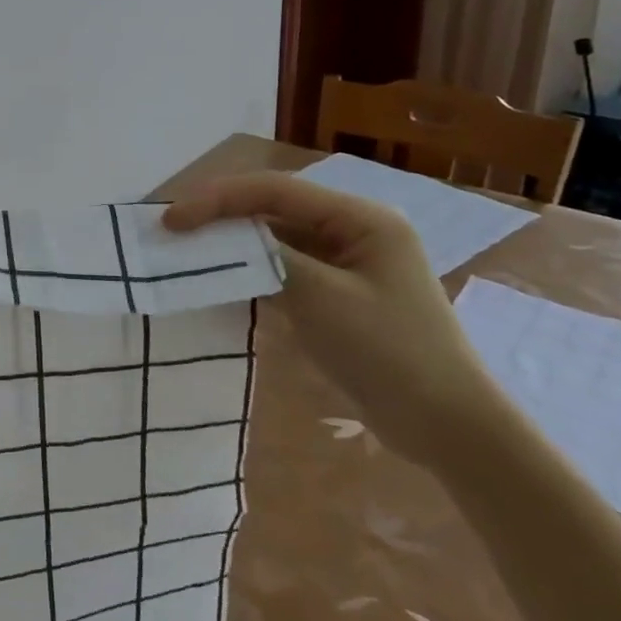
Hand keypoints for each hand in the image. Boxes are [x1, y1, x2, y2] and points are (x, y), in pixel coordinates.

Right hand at [163, 172, 496, 464]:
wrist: (449, 429)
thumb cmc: (392, 354)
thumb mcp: (322, 299)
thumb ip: (267, 258)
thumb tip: (217, 238)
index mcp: (361, 218)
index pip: (275, 191)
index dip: (218, 199)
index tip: (172, 220)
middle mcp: (353, 229)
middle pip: (272, 208)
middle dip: (220, 216)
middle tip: (171, 231)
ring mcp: (345, 262)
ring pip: (274, 237)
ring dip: (231, 242)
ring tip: (185, 250)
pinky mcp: (336, 292)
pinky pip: (282, 266)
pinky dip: (249, 269)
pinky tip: (219, 278)